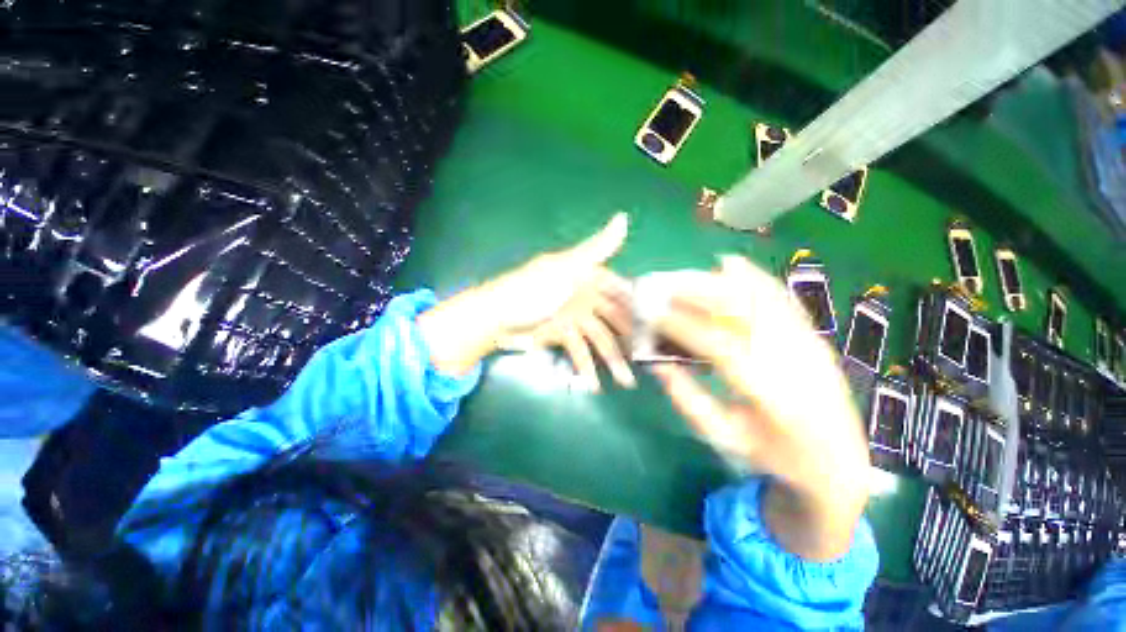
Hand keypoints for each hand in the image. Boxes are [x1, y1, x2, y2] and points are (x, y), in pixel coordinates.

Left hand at [418, 214, 634, 390]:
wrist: (496, 316)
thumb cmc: (534, 289)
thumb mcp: (568, 266)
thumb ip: (598, 247)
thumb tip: (624, 216)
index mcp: (586, 276)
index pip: (620, 289)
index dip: (637, 305)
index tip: (657, 325)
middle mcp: (583, 296)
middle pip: (613, 318)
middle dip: (628, 339)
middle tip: (645, 360)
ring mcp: (572, 318)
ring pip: (599, 339)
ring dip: (610, 360)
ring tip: (625, 382)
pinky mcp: (560, 335)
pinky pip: (578, 351)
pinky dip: (585, 367)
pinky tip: (593, 384)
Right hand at [647, 256, 869, 560]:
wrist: (839, 460)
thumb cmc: (774, 456)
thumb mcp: (723, 435)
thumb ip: (686, 396)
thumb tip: (654, 360)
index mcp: (773, 396)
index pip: (720, 346)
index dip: (682, 325)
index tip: (652, 314)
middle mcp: (796, 360)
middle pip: (742, 310)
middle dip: (696, 293)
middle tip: (661, 286)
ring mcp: (809, 342)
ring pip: (759, 297)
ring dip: (717, 281)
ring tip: (683, 276)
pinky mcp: (813, 334)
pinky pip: (781, 297)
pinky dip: (753, 276)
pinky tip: (728, 263)